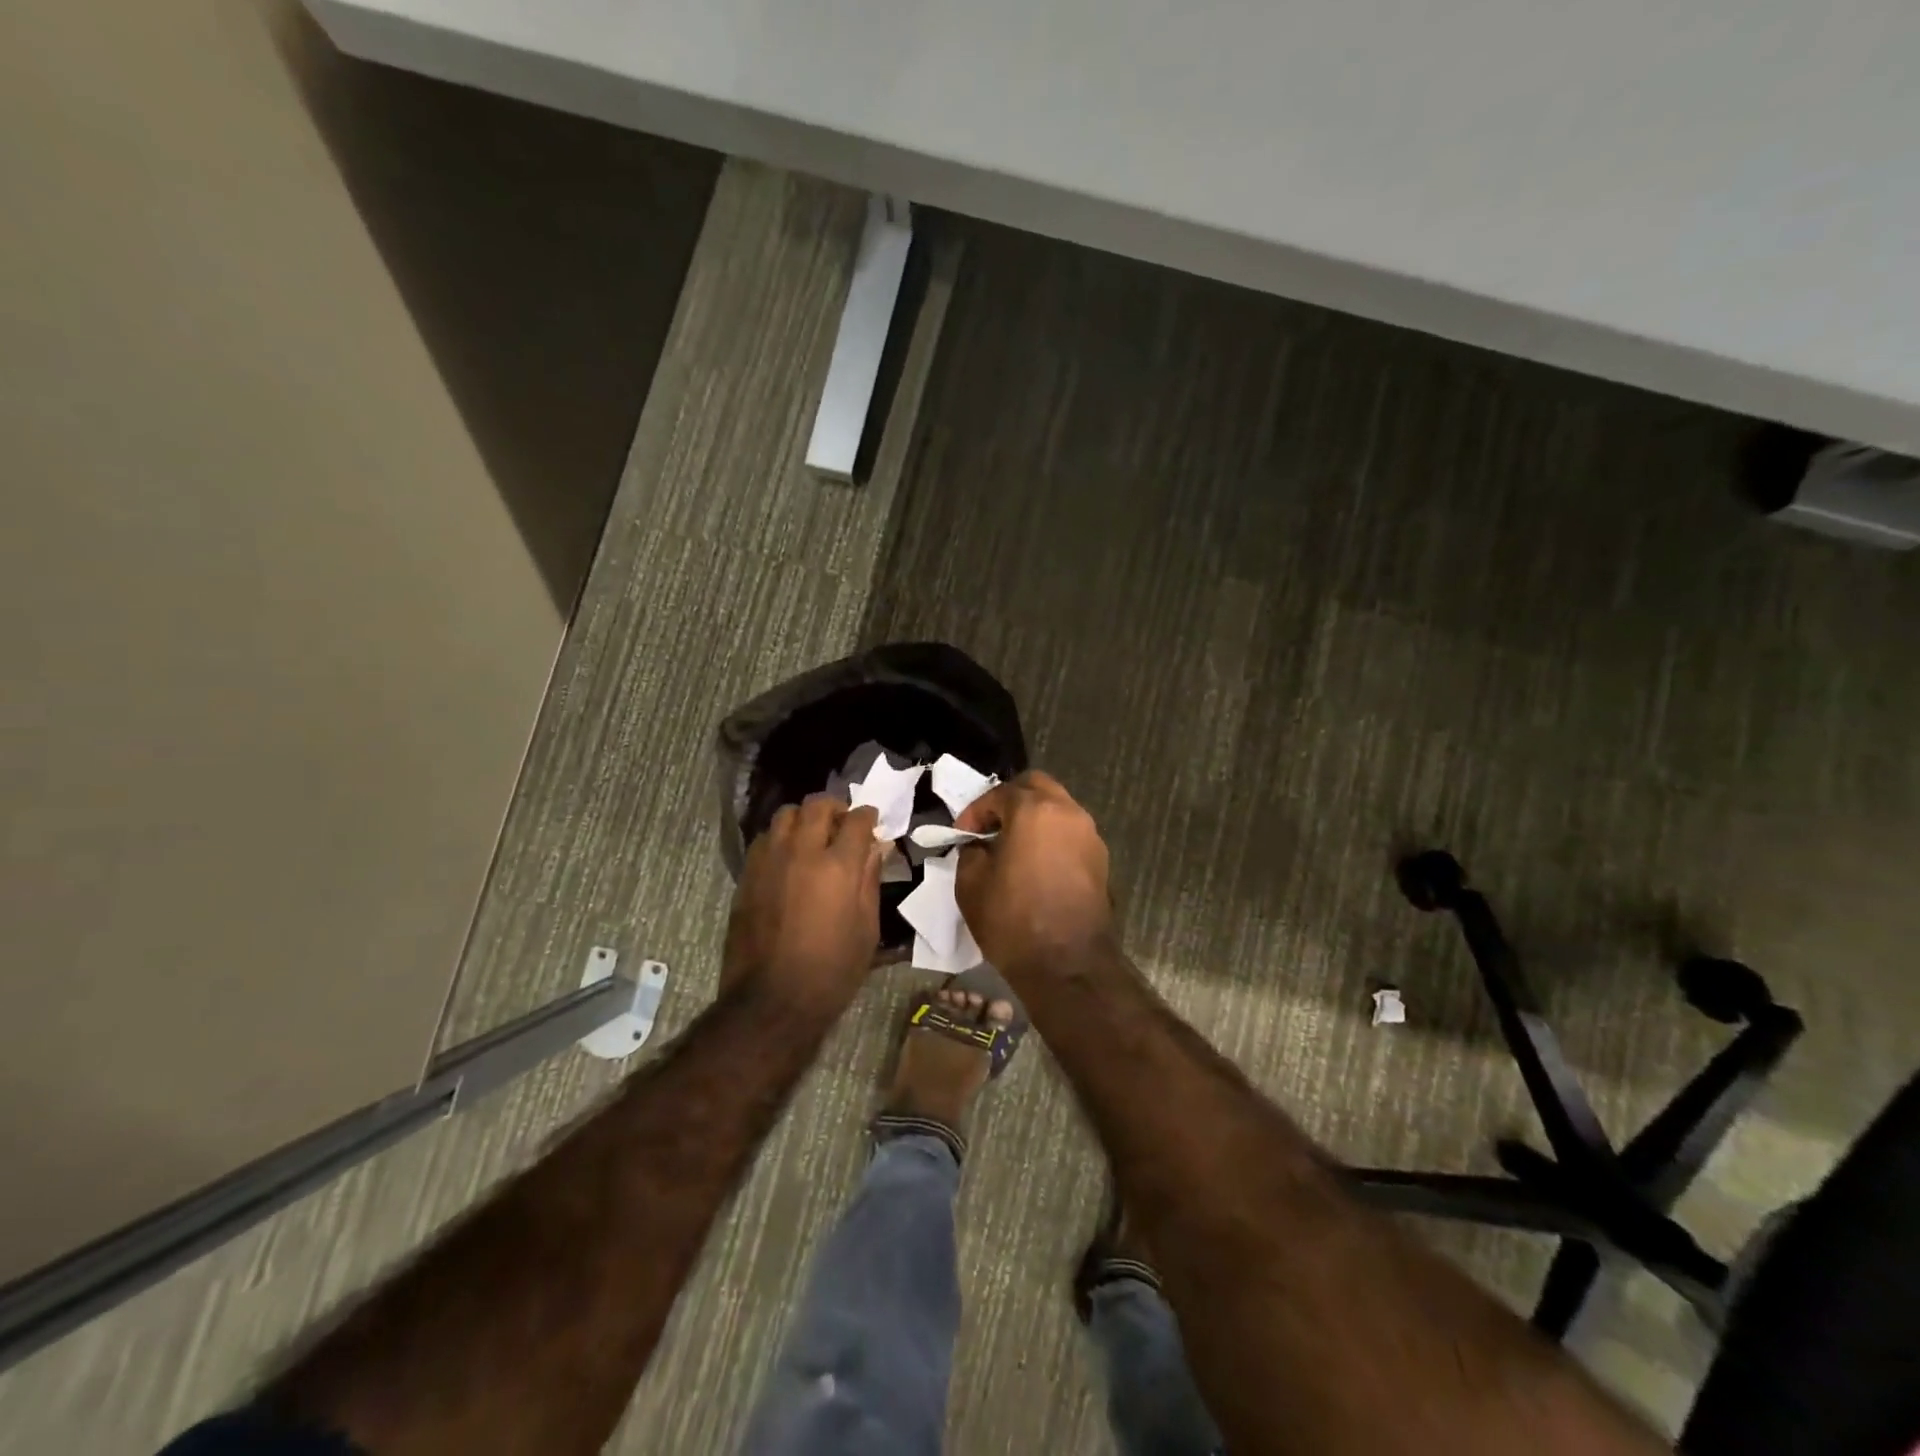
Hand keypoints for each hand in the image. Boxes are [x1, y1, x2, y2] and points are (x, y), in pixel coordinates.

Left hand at [723, 797, 883, 1015]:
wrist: (772, 1000)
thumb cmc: (832, 970)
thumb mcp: (866, 929)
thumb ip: (870, 880)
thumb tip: (876, 847)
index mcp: (838, 867)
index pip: (856, 821)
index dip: (868, 816)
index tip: (872, 821)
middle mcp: (802, 853)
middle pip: (817, 806)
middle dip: (835, 807)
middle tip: (843, 823)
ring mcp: (769, 861)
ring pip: (786, 815)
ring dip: (804, 818)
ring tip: (813, 836)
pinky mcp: (748, 875)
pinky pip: (765, 839)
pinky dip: (781, 837)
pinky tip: (789, 857)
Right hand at [955, 772, 1111, 967]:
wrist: (1067, 965)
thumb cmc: (1013, 920)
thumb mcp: (971, 884)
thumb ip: (972, 852)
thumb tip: (981, 845)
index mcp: (1034, 810)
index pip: (999, 793)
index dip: (976, 810)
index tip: (962, 833)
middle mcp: (1067, 813)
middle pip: (1036, 786)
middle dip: (1010, 800)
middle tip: (990, 826)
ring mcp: (1089, 835)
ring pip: (1058, 808)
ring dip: (1034, 817)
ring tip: (1011, 845)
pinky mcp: (1101, 859)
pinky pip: (1070, 833)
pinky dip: (1051, 837)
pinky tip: (1034, 863)